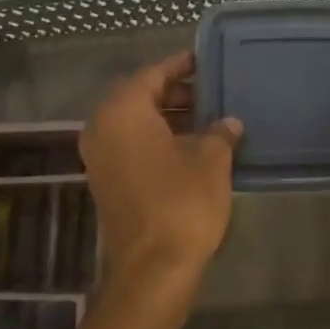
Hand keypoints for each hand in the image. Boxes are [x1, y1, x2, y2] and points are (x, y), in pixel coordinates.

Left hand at [81, 52, 240, 297]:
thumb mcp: (211, 160)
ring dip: (169, 117)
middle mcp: (102, 128)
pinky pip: (132, 145)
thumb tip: (229, 122)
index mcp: (123, 112)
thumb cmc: (182, 203)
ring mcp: (100, 157)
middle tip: (212, 90)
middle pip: (140, 97)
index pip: (152, 75)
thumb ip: (220, 132)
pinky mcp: (106, 181)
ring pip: (136, 123)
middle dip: (176, 93)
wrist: (153, 268)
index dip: (181, 66)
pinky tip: (192, 146)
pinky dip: (158, 139)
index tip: (204, 60)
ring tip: (208, 117)